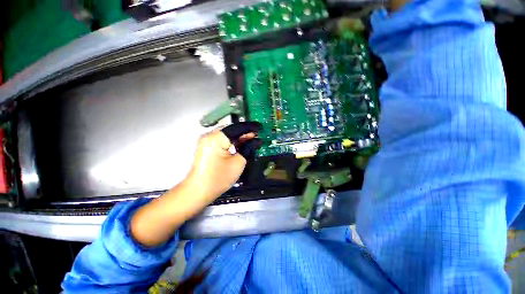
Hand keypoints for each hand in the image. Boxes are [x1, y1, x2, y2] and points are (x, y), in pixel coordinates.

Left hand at [185, 122, 262, 201]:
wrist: (198, 191)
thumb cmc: (218, 178)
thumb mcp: (238, 163)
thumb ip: (248, 148)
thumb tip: (257, 140)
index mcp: (216, 138)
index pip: (236, 128)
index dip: (250, 127)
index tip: (260, 127)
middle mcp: (209, 136)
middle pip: (231, 130)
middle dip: (245, 132)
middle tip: (257, 135)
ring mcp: (207, 141)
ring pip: (227, 134)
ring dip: (239, 137)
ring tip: (252, 140)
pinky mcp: (207, 147)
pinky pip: (222, 140)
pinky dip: (232, 142)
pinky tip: (241, 144)